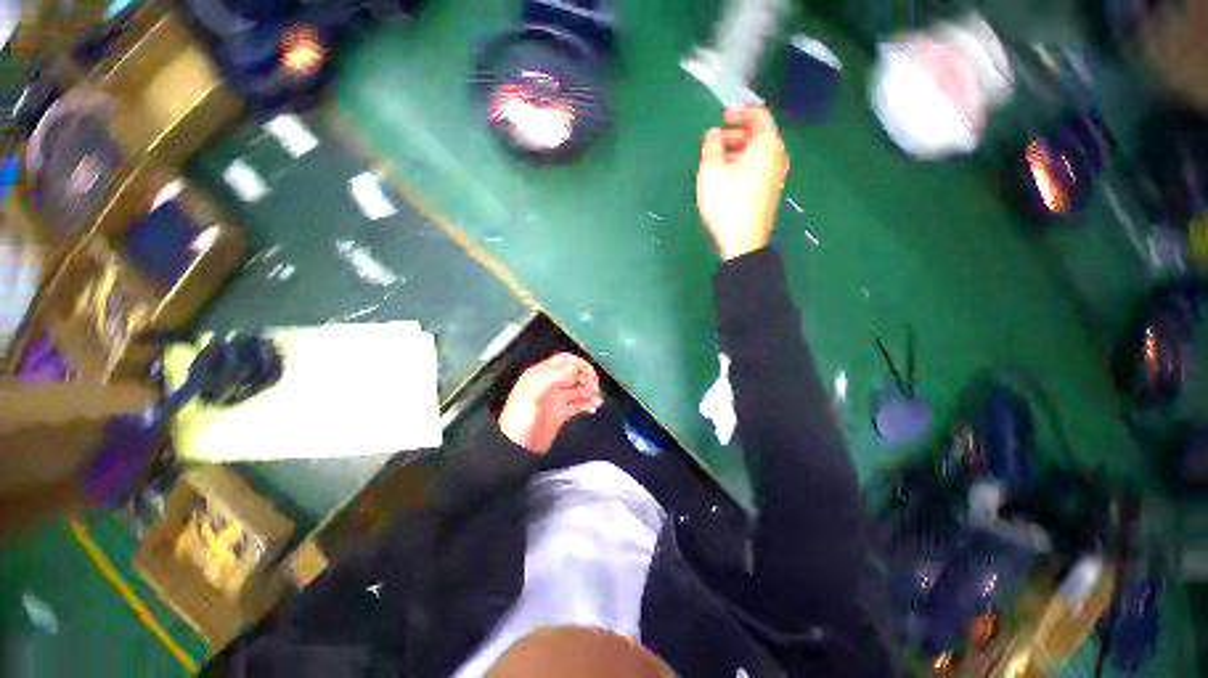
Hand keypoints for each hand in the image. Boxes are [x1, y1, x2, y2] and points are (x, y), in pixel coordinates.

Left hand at [498, 353, 602, 453]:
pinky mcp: (561, 413)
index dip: (579, 364)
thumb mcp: (535, 393)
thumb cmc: (521, 420)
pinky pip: (578, 404)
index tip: (590, 374)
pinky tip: (592, 408)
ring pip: (579, 389)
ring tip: (597, 400)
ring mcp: (556, 399)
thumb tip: (573, 366)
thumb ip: (554, 377)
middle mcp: (550, 385)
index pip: (565, 361)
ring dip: (590, 392)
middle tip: (595, 388)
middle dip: (587, 378)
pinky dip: (587, 404)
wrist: (517, 448)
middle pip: (574, 374)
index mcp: (541, 375)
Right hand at [696, 107, 789, 259]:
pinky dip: (744, 166)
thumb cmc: (727, 203)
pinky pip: (758, 170)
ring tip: (717, 162)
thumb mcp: (711, 171)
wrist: (743, 241)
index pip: (759, 116)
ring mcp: (776, 177)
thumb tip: (713, 134)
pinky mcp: (770, 193)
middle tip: (715, 143)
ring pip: (758, 155)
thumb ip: (710, 146)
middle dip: (736, 135)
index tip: (722, 118)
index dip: (740, 112)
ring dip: (738, 152)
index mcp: (767, 145)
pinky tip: (727, 179)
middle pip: (759, 136)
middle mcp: (777, 157)